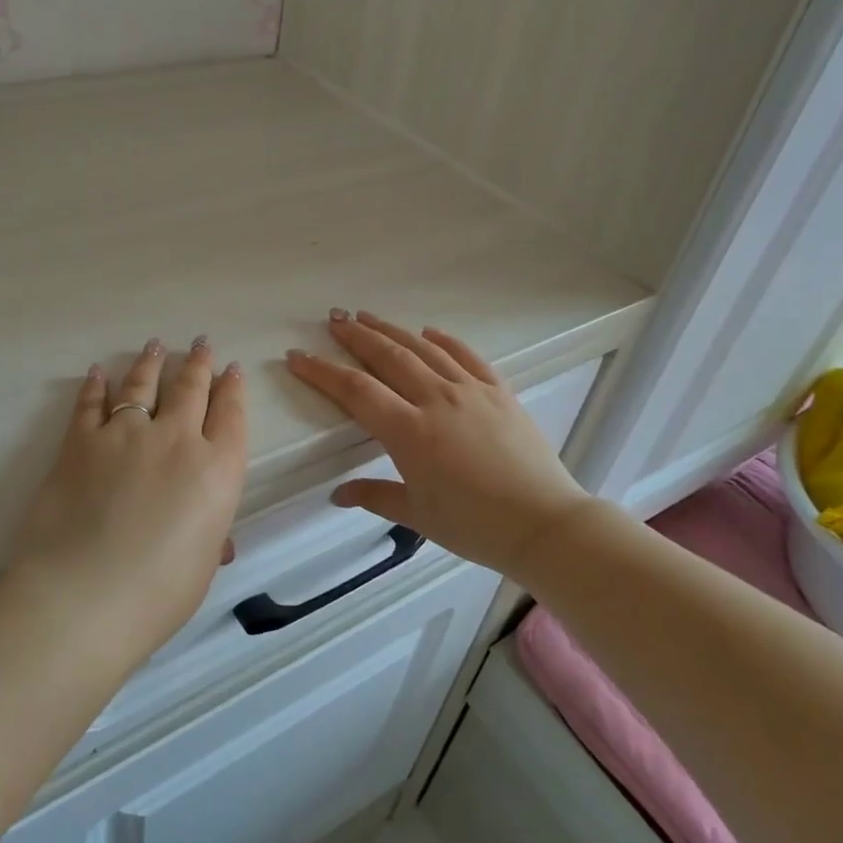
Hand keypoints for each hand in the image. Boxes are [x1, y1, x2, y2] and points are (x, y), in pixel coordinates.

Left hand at [4, 337, 247, 663]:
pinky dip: (95, 385)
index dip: (233, 389)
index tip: (232, 370)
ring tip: (156, 345)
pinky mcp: (81, 443)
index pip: (231, 415)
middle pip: (191, 389)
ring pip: (144, 385)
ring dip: (152, 363)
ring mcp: (127, 435)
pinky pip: (91, 404)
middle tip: (201, 344)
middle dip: (199, 363)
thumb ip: (210, 538)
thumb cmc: (158, 594)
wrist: (84, 597)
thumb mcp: (201, 566)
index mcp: (217, 470)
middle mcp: (177, 440)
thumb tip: (214, 538)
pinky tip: (99, 372)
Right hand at [286, 312, 589, 579]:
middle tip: (333, 319)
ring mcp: (471, 391)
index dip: (322, 371)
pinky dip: (445, 341)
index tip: (298, 356)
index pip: (356, 391)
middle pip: (388, 357)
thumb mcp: (418, 515)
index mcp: (410, 432)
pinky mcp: (499, 392)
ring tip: (368, 316)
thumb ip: (375, 496)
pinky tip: (430, 332)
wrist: (544, 523)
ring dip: (392, 331)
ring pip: (424, 350)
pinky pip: (467, 356)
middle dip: (356, 336)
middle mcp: (437, 400)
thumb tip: (338, 494)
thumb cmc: (475, 526)